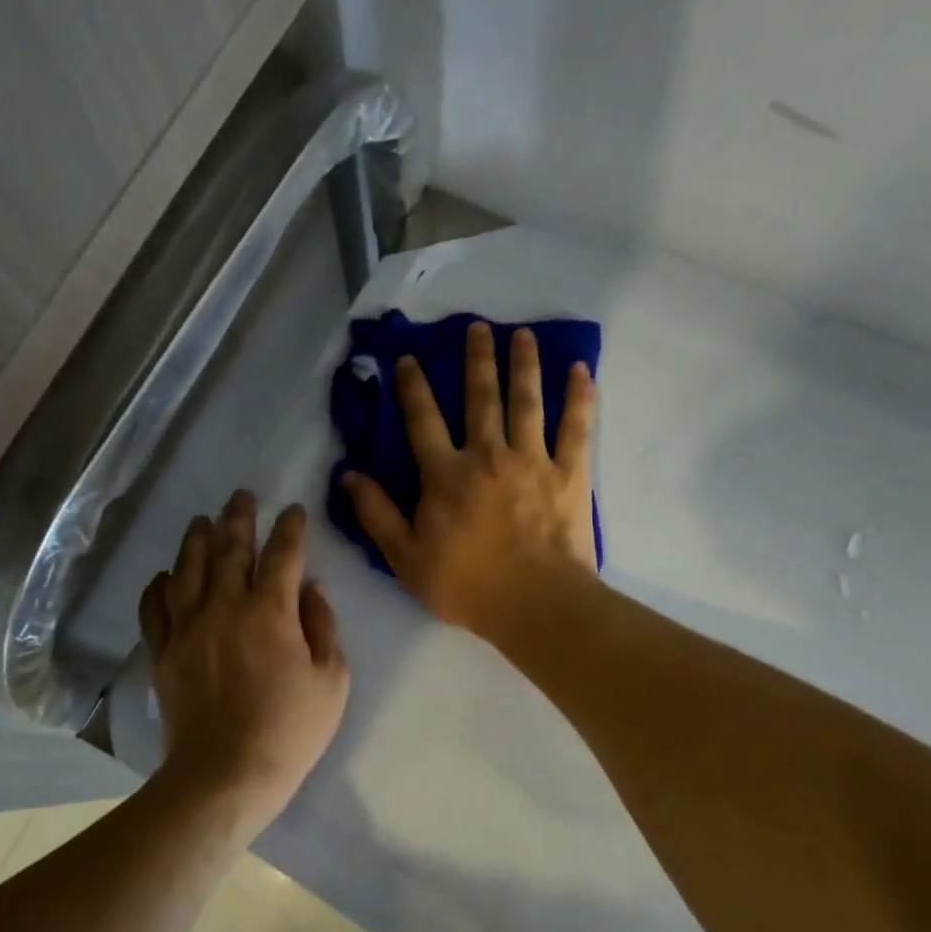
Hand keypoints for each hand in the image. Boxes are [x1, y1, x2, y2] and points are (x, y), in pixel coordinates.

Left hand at [138, 491, 349, 820]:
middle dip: (239, 517)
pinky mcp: (162, 651)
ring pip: (188, 568)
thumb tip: (311, 589)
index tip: (293, 510)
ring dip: (196, 539)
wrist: (225, 773)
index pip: (282, 554)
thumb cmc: (289, 730)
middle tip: (241, 495)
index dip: (290, 528)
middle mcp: (225, 607)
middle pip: (230, 549)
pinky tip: (164, 575)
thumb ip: (322, 627)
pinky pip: (154, 608)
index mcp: (271, 612)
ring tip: (202, 519)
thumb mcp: (331, 681)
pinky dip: (158, 586)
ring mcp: (188, 627)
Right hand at [342, 321, 597, 640]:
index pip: (422, 420)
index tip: (408, 358)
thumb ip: (376, 514)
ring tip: (523, 334)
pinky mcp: (570, 473)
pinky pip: (576, 428)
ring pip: (526, 401)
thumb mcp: (405, 558)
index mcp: (445, 475)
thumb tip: (349, 474)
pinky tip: (580, 371)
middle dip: (476, 360)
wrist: (535, 604)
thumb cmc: (466, 585)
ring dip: (523, 364)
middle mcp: (487, 455)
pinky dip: (579, 398)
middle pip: (480, 398)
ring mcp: (532, 460)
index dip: (412, 387)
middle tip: (477, 327)